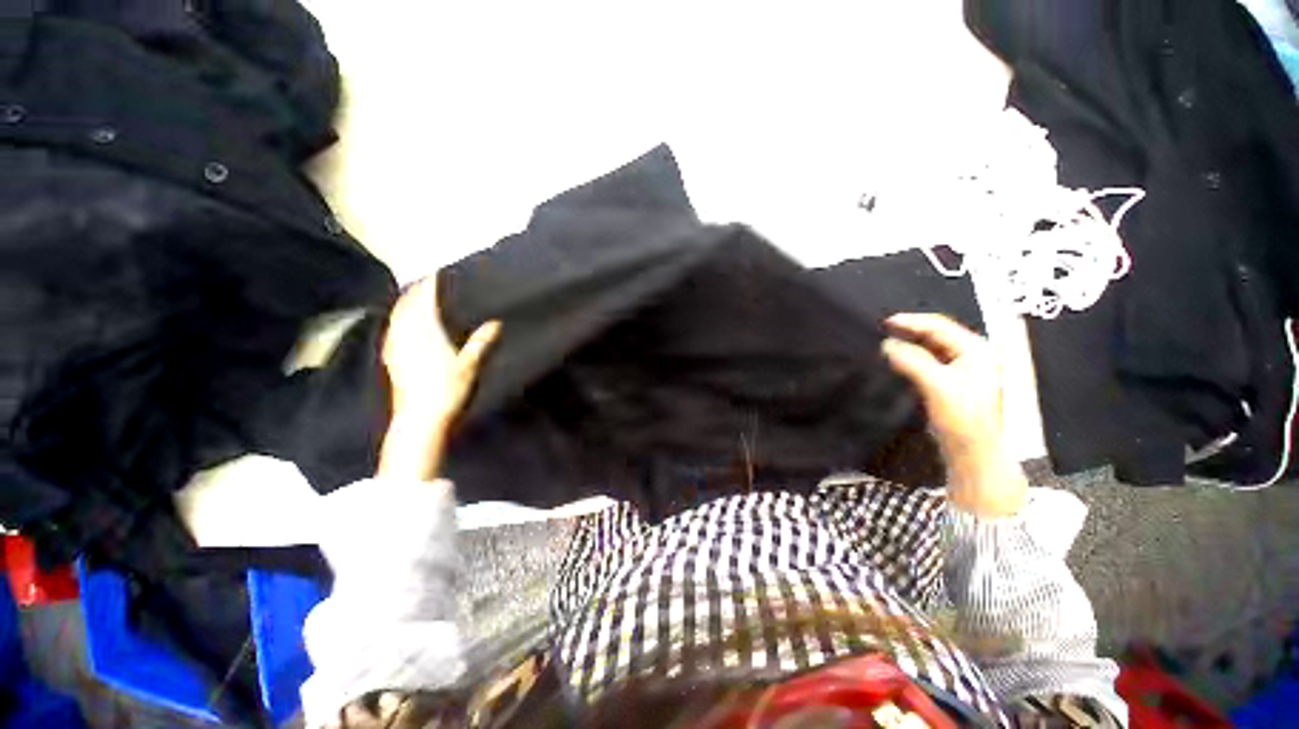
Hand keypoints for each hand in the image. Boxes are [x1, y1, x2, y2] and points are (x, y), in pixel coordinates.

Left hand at [379, 276, 499, 480]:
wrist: (419, 421)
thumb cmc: (447, 391)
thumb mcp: (471, 366)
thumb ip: (483, 343)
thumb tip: (497, 323)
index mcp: (426, 333)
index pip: (426, 301)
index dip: (430, 285)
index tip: (436, 271)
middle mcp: (406, 337)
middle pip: (407, 306)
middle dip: (415, 291)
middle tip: (424, 281)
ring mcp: (396, 349)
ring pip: (397, 318)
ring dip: (404, 304)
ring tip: (412, 297)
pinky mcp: (392, 362)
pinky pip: (392, 332)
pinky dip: (397, 321)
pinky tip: (400, 327)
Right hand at [881, 313, 1026, 516]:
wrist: (973, 451)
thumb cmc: (962, 418)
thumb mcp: (936, 385)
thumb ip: (912, 361)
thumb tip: (887, 344)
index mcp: (976, 350)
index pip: (939, 326)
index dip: (911, 322)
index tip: (885, 322)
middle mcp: (973, 355)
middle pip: (936, 334)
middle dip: (910, 331)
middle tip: (883, 331)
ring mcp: (964, 369)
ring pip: (932, 348)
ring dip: (910, 344)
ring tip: (887, 343)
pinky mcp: (953, 382)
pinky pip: (929, 361)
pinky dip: (913, 357)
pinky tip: (898, 360)